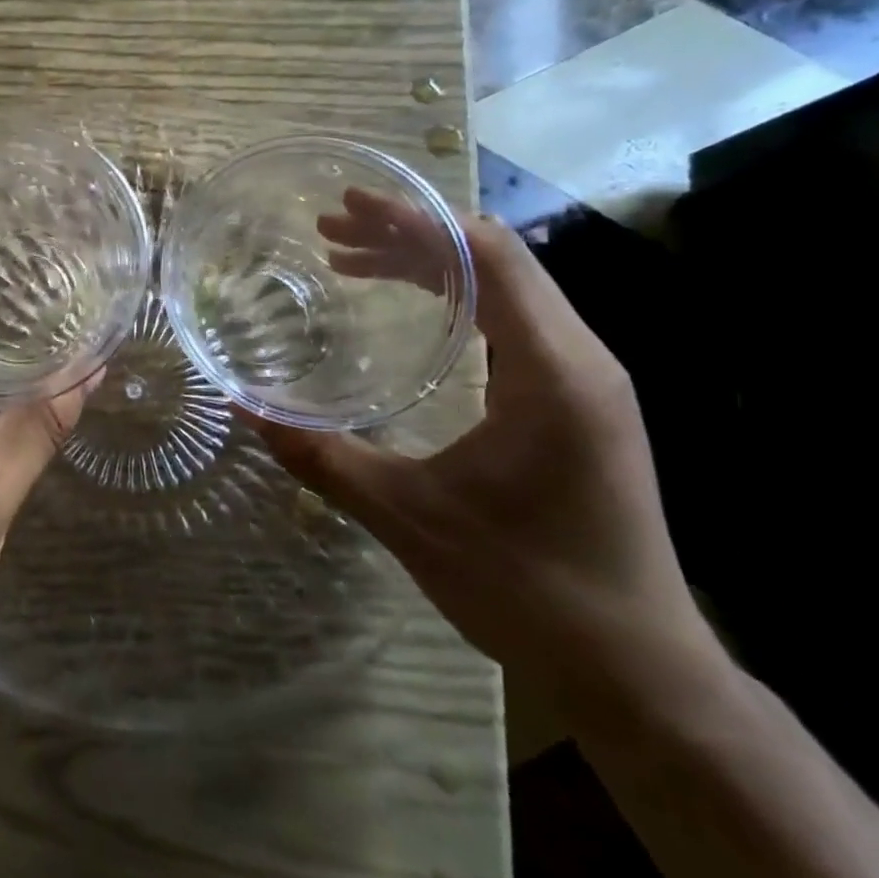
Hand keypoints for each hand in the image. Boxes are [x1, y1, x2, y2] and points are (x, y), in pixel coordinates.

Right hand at [259, 197, 714, 708]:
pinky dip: (451, 299)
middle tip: (330, 231)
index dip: (415, 220)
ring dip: (428, 263)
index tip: (348, 206)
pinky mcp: (574, 403)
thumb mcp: (406, 515)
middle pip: (495, 259)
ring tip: (350, 260)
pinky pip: (510, 322)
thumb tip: (243, 408)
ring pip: (504, 288)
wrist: (634, 671)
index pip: (490, 256)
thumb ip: (320, 455)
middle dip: (409, 234)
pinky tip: (406, 310)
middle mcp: (579, 359)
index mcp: (552, 371)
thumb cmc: (526, 588)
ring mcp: (582, 381)